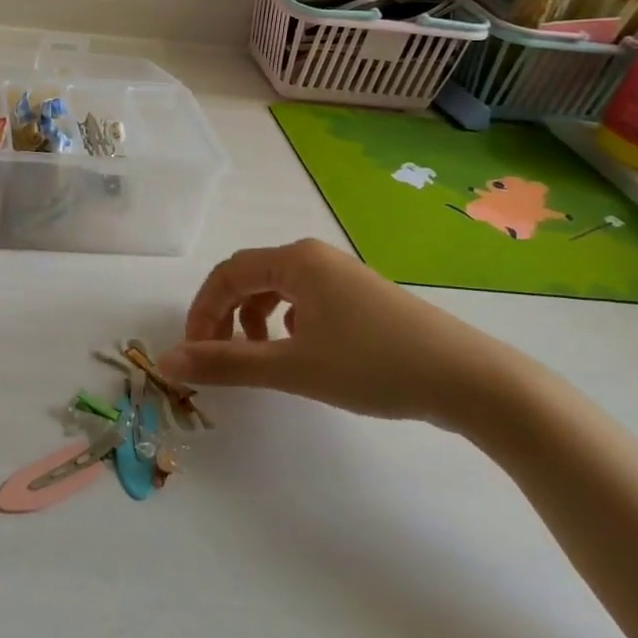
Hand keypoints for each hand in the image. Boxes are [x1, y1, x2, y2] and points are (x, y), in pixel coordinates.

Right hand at [159, 239, 516, 424]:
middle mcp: (314, 257)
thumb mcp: (292, 368)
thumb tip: (166, 362)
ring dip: (253, 319)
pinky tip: (299, 349)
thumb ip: (226, 363)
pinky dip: (285, 322)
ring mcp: (341, 276)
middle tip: (216, 356)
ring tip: (257, 356)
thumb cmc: (374, 366)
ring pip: (277, 289)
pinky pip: (305, 299)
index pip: (226, 274)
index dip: (201, 312)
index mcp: (295, 260)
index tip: (193, 353)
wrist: (470, 380)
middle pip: (249, 277)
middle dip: (224, 315)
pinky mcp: (361, 298)